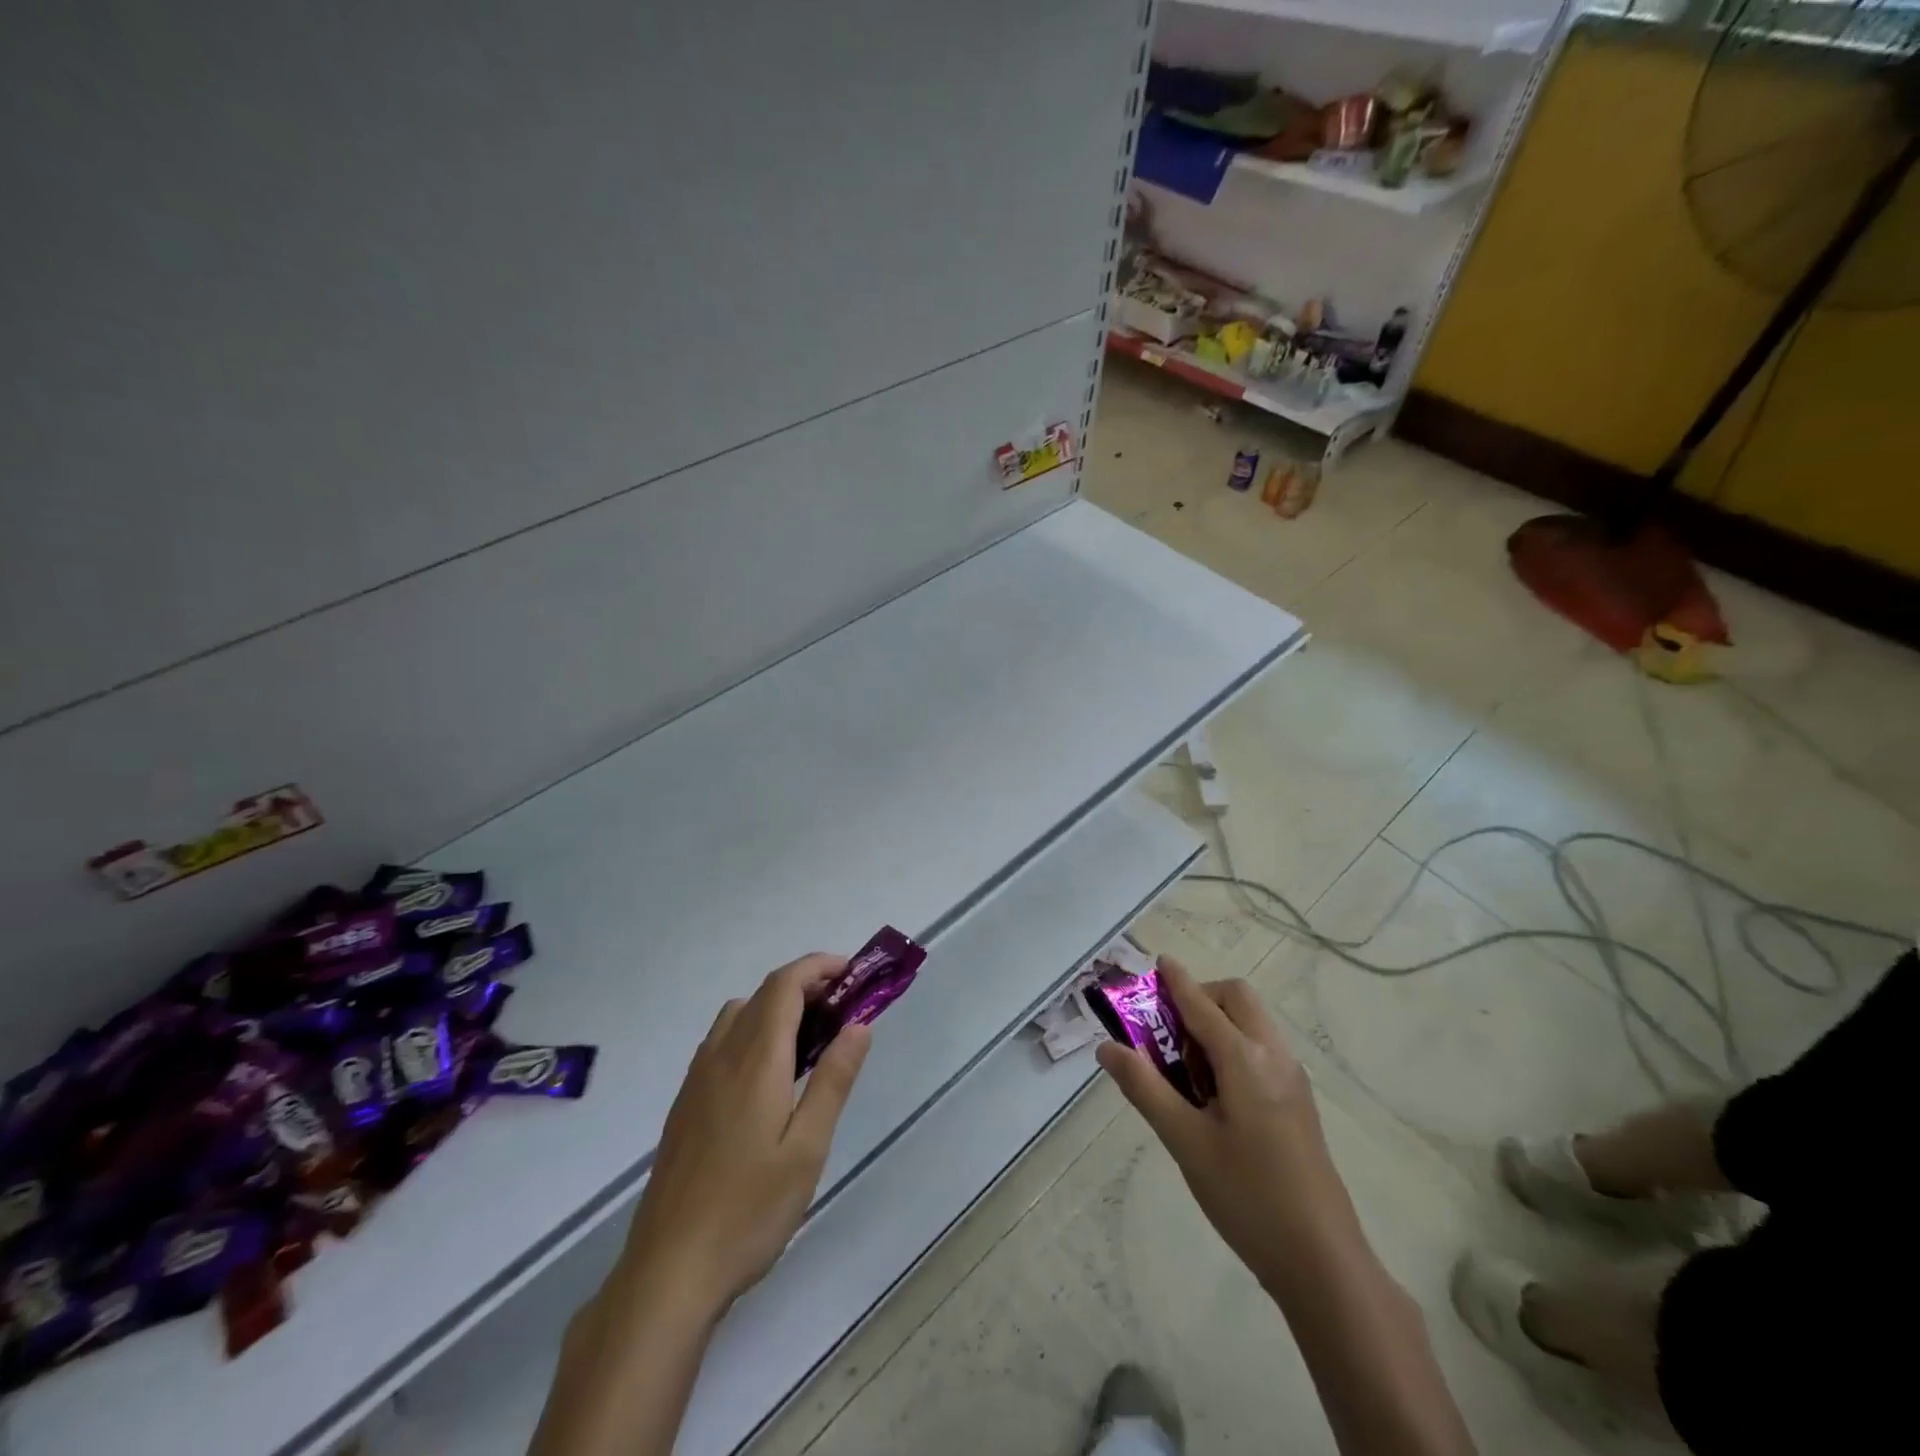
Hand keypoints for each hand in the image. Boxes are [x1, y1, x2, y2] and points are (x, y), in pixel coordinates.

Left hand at [619, 953, 871, 1318]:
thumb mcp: (807, 1149)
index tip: (852, 973)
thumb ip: (833, 1080)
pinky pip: (722, 1042)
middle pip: (763, 994)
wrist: (668, 1271)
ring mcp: (697, 1079)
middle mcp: (722, 1056)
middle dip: (805, 986)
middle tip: (843, 1009)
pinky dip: (754, 1031)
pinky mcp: (685, 1103)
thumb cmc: (749, 1211)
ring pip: (739, 1015)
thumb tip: (859, 1025)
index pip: (785, 985)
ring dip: (777, 1007)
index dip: (818, 967)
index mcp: (755, 1060)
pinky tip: (770, 1078)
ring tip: (811, 1041)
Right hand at [1096, 958, 1354, 1292]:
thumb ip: (1144, 1088)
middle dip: (1200, 999)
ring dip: (1217, 1023)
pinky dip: (1234, 1045)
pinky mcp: (1298, 1100)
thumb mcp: (1184, 1142)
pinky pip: (1262, 1048)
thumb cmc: (1247, 1197)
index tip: (1157, 961)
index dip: (1177, 981)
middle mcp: (1274, 1055)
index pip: (1202, 1004)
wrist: (1323, 1261)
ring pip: (1252, 1023)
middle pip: (1236, 999)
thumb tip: (1107, 1047)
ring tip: (1186, 1070)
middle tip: (1166, 1033)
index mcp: (1245, 1059)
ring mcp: (1292, 1077)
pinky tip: (1214, 1093)